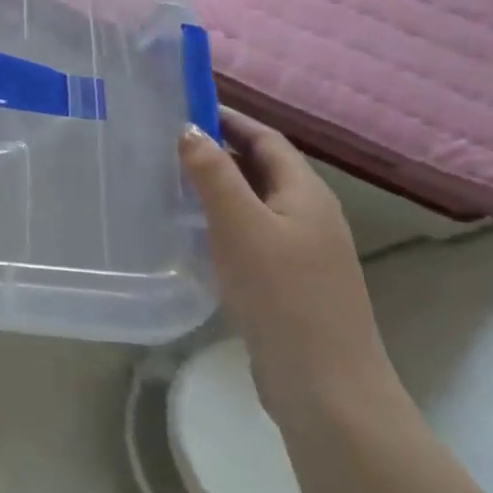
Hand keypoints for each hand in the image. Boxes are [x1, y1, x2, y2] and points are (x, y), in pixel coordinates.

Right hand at [177, 109, 401, 426]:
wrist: (325, 386)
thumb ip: (213, 173)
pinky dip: (222, 221)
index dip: (228, 118)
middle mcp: (309, 215)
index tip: (184, 106)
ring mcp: (303, 251)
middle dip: (218, 149)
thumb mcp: (240, 225)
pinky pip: (252, 234)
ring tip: (170, 181)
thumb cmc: (282, 294)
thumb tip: (188, 127)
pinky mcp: (289, 282)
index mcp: (306, 193)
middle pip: (262, 167)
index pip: (266, 138)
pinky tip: (193, 233)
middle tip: (166, 142)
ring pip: (255, 202)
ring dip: (218, 186)